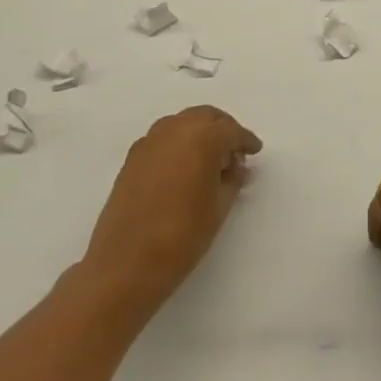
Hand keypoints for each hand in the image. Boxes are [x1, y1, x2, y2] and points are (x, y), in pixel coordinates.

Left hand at [82, 105, 261, 311]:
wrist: (125, 263)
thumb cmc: (182, 235)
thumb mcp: (219, 207)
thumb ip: (232, 179)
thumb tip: (235, 167)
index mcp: (201, 137)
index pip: (231, 130)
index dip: (245, 140)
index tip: (255, 151)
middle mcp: (174, 129)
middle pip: (205, 117)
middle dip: (222, 129)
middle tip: (234, 152)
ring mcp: (149, 142)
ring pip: (182, 124)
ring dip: (199, 134)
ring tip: (209, 162)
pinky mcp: (132, 158)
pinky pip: (163, 139)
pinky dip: (178, 144)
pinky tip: (183, 169)